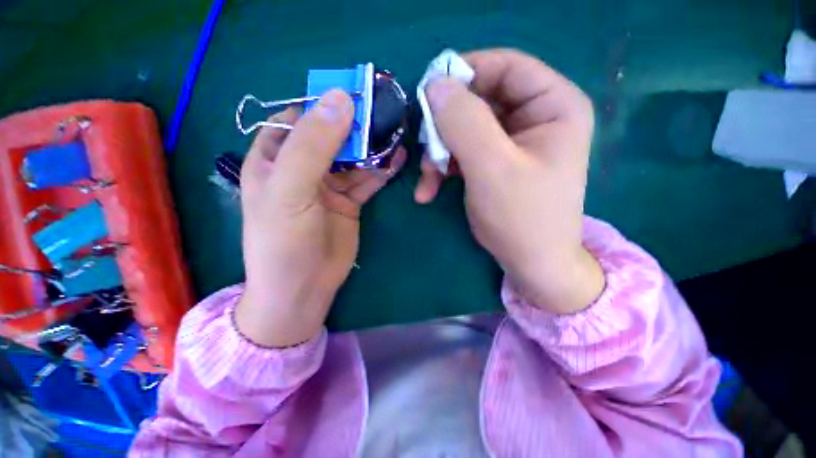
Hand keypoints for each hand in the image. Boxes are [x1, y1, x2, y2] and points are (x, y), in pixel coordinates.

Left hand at [236, 90, 404, 346]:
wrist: (304, 288)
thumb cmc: (285, 240)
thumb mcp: (291, 189)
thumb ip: (313, 144)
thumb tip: (341, 99)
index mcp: (274, 157)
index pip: (298, 117)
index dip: (324, 104)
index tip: (355, 94)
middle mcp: (301, 167)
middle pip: (332, 136)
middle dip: (356, 125)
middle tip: (385, 112)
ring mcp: (328, 185)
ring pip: (354, 157)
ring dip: (373, 147)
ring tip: (396, 133)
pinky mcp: (349, 201)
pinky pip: (367, 179)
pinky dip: (381, 169)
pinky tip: (397, 159)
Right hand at [415, 49, 603, 313]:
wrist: (530, 263)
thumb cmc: (521, 217)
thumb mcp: (492, 168)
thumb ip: (464, 122)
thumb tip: (435, 85)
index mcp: (553, 105)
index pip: (506, 66)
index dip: (465, 73)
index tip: (429, 94)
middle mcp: (535, 117)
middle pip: (479, 100)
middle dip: (445, 127)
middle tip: (426, 152)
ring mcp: (512, 142)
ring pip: (464, 129)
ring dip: (439, 154)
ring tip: (427, 181)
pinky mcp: (494, 162)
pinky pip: (462, 152)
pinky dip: (442, 169)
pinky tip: (429, 191)